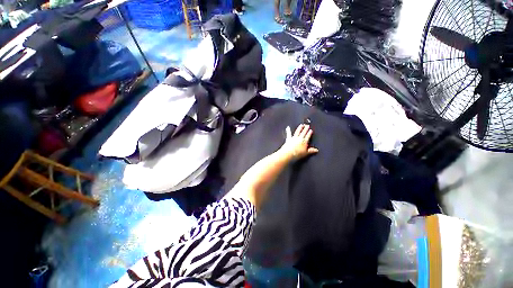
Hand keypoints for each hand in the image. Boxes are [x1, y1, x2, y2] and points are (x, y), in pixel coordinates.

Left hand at [279, 124, 318, 160]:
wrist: (289, 153)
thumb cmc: (297, 154)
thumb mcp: (306, 153)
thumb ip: (311, 151)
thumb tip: (317, 150)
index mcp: (304, 141)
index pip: (308, 136)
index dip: (309, 133)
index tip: (310, 130)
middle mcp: (300, 138)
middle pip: (303, 132)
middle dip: (305, 129)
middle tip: (307, 125)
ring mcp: (294, 138)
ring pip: (298, 131)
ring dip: (299, 128)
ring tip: (301, 125)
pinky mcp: (289, 138)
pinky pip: (289, 134)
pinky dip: (288, 130)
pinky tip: (288, 127)